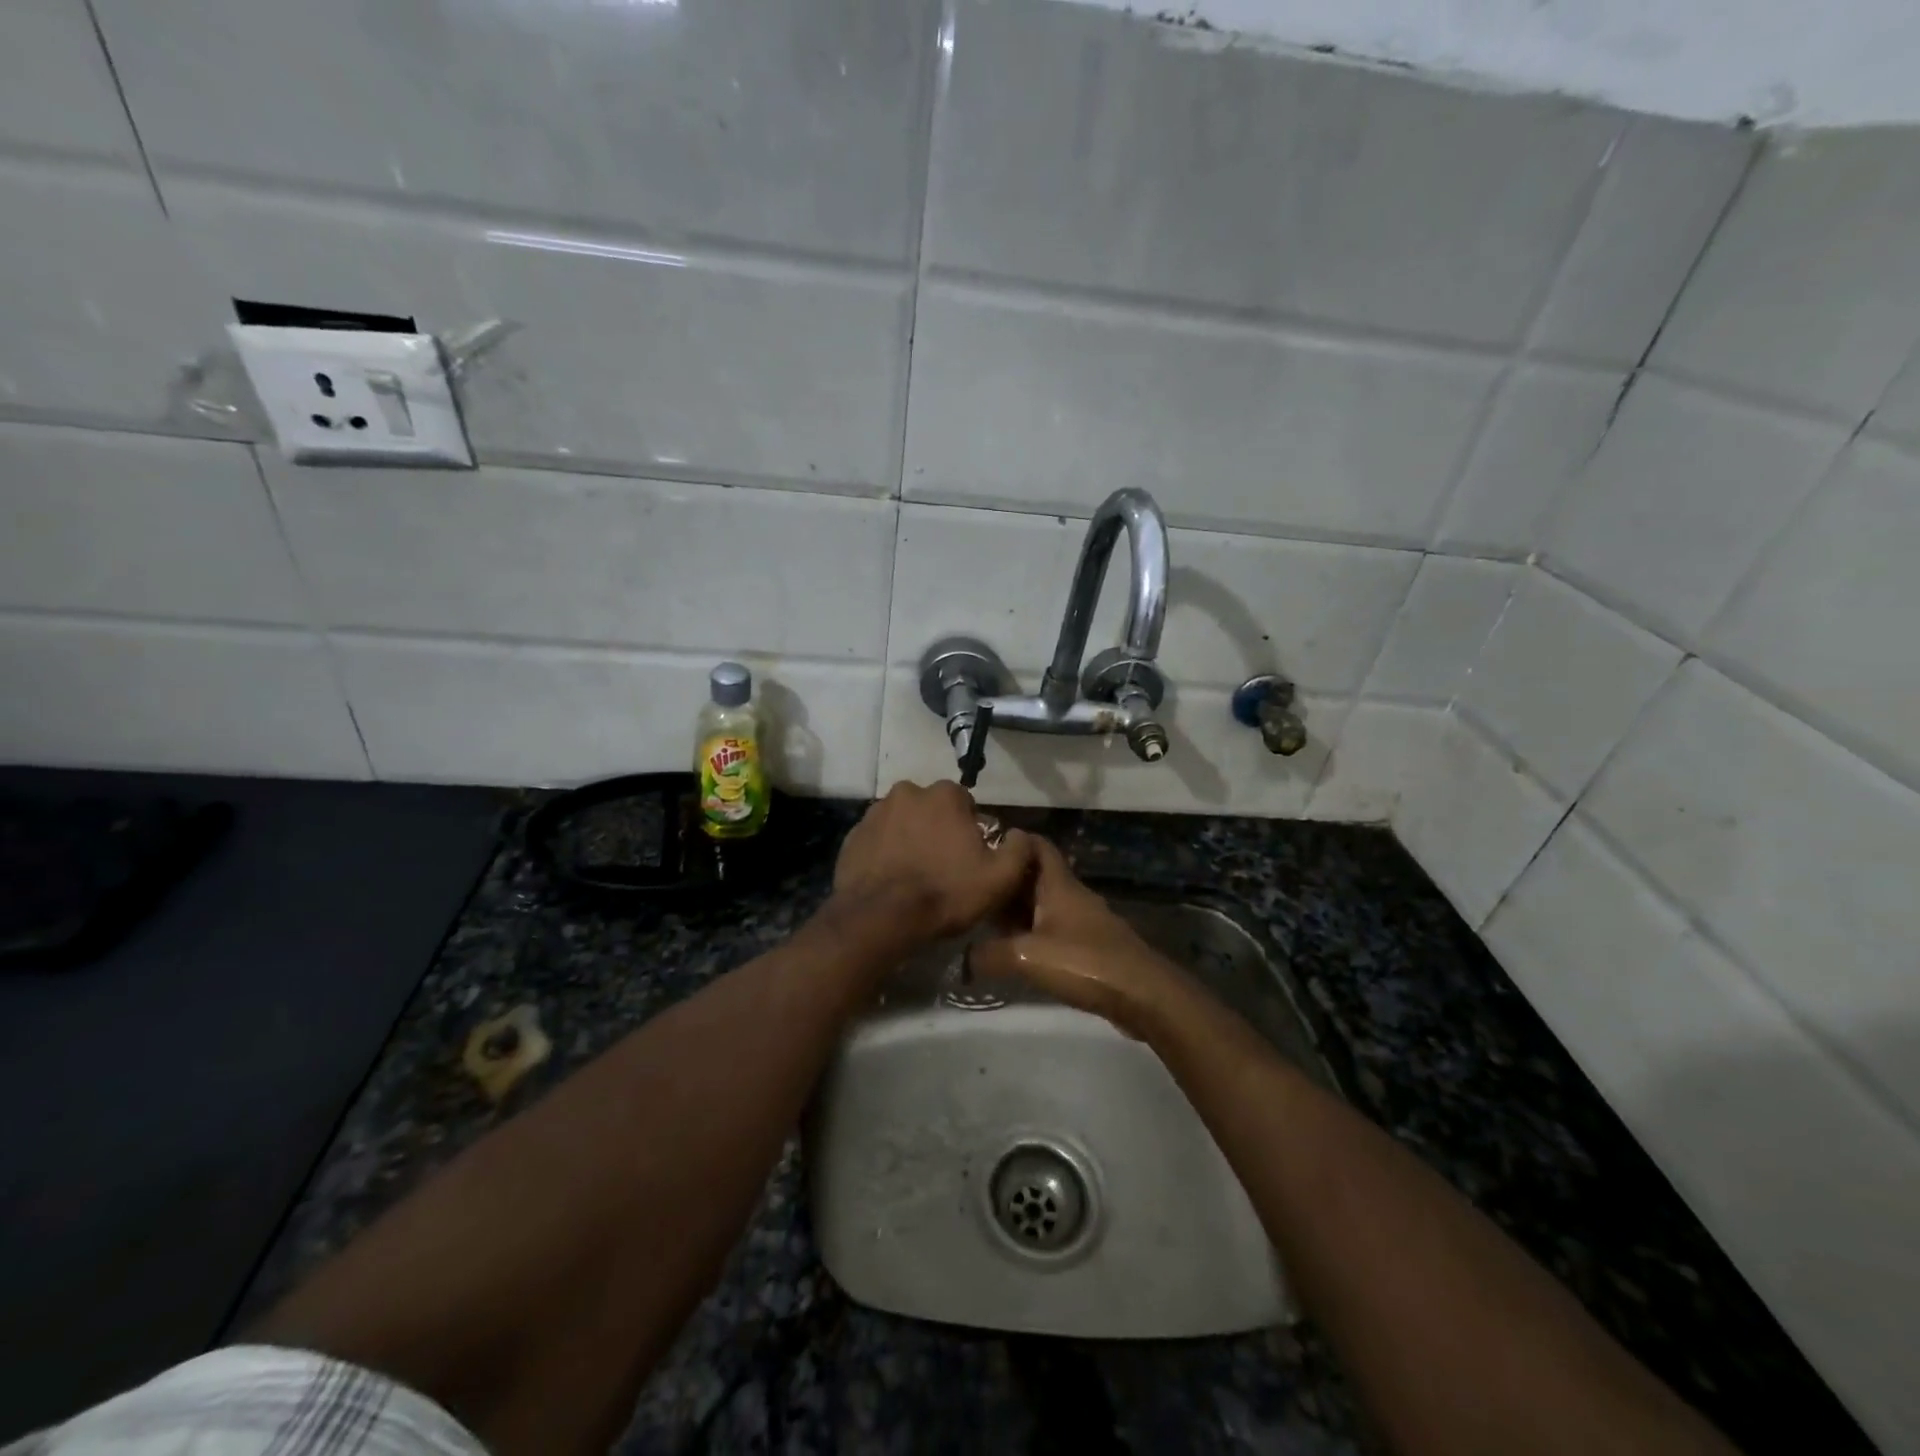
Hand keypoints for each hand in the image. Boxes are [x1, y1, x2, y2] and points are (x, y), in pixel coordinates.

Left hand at [831, 781, 1036, 942]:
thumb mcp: (999, 878)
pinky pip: (878, 840)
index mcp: (944, 795)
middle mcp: (907, 792)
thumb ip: (1019, 850)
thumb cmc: (945, 893)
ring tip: (915, 875)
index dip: (970, 830)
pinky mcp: (852, 835)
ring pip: (903, 822)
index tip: (969, 858)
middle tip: (943, 867)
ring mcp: (875, 813)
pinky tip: (891, 880)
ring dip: (911, 839)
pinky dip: (886, 853)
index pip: (965, 804)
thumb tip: (1021, 835)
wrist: (880, 918)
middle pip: (932, 809)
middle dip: (938, 830)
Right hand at [970, 835, 1188, 1038]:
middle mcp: (1073, 896)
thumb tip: (963, 957)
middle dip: (1007, 880)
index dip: (1012, 841)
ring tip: (986, 922)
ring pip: (1045, 905)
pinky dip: (1034, 933)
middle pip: (1036, 877)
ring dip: (1019, 910)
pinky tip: (1017, 952)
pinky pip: (1056, 930)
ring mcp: (1085, 921)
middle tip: (974, 890)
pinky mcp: (1093, 947)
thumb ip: (989, 954)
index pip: (1036, 845)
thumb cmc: (1085, 962)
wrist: (1144, 996)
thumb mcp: (1027, 957)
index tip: (982, 847)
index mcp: (1059, 885)